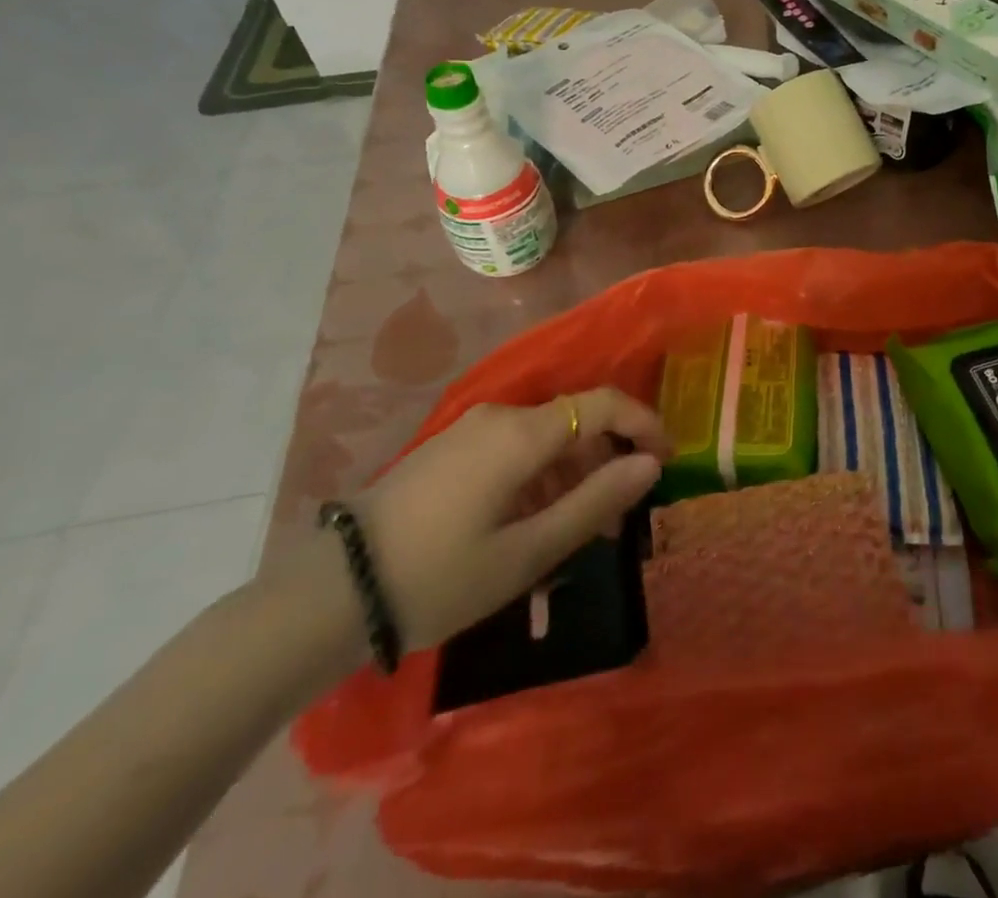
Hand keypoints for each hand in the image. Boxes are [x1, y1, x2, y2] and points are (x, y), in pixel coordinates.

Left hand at [349, 388, 670, 649]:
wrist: (331, 594)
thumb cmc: (440, 576)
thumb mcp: (528, 551)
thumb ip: (596, 501)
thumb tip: (649, 464)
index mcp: (522, 433)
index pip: (602, 403)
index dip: (643, 423)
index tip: (666, 459)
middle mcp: (499, 417)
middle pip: (574, 422)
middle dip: (607, 461)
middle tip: (620, 518)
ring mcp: (469, 432)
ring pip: (544, 439)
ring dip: (573, 476)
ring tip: (581, 533)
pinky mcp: (449, 451)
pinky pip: (514, 451)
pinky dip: (540, 479)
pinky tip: (534, 526)